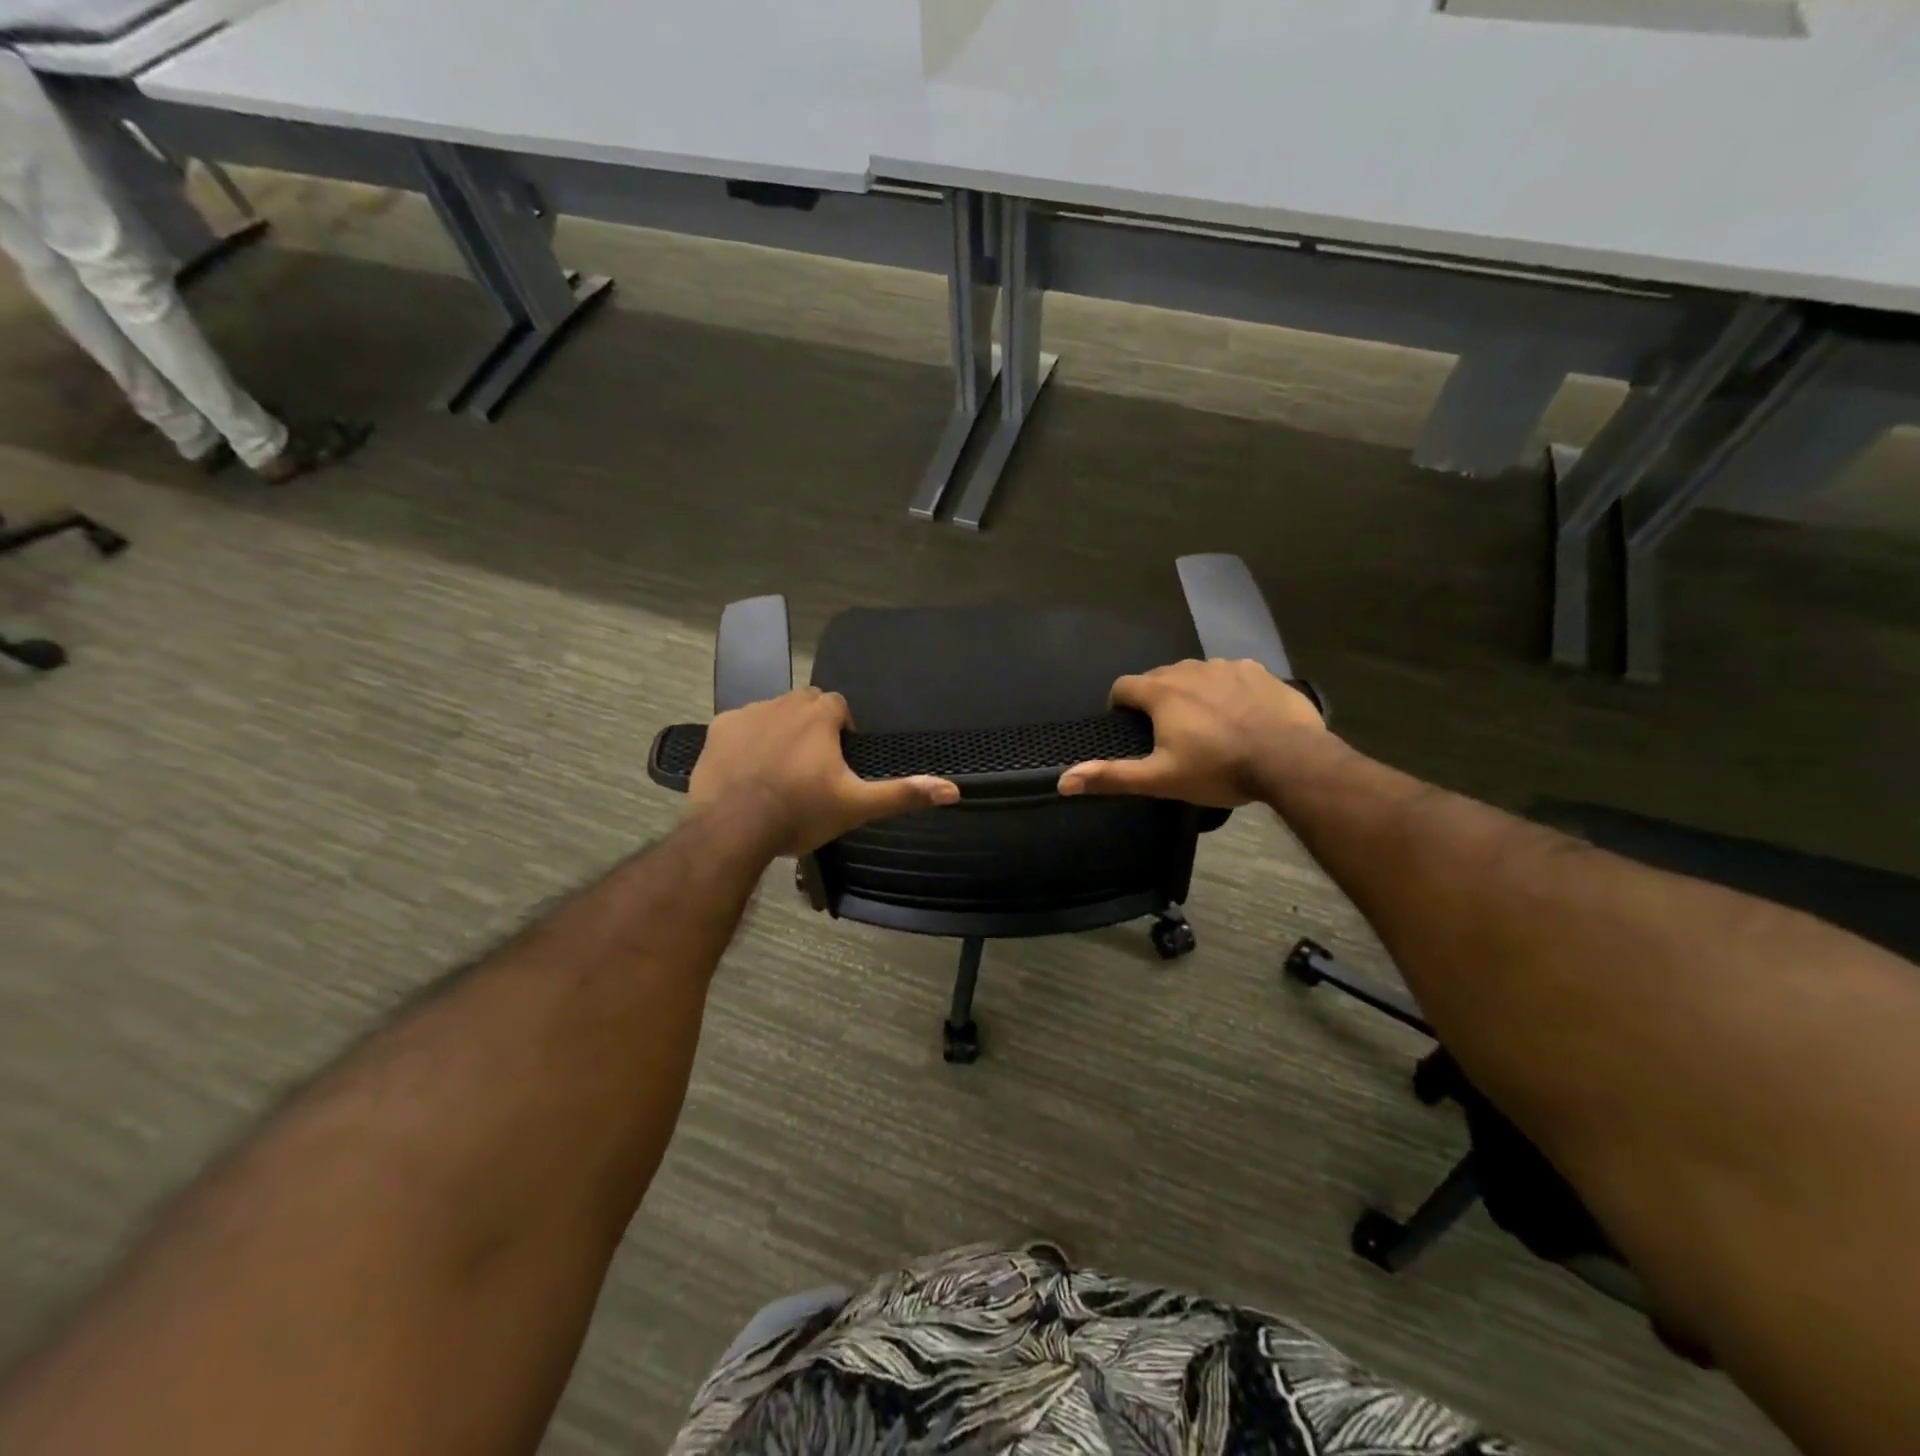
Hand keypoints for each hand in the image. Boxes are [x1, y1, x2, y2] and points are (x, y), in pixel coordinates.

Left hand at [689, 688, 959, 855]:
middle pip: (805, 703)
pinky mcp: (718, 729)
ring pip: (772, 712)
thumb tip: (953, 789)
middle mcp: (784, 703)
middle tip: (811, 766)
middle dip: (811, 725)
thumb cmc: (800, 812)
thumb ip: (903, 794)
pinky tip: (746, 770)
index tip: (838, 759)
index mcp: (819, 716)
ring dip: (780, 730)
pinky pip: (740, 725)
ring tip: (779, 769)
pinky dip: (747, 740)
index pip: (838, 705)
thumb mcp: (857, 806)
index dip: (841, 729)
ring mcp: (748, 714)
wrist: (733, 828)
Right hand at [1057, 659, 1325, 807]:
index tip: (1128, 726)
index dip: (1120, 705)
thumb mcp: (1161, 779)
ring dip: (1191, 692)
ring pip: (1195, 673)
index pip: (1124, 685)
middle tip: (1167, 733)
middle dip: (1156, 699)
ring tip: (1205, 724)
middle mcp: (1190, 669)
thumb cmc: (1219, 769)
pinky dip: (1225, 689)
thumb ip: (1112, 776)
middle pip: (1159, 677)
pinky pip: (1230, 674)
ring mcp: (1226, 666)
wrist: (1290, 759)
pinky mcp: (1258, 670)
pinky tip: (1239, 714)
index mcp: (1162, 692)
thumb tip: (1063, 781)